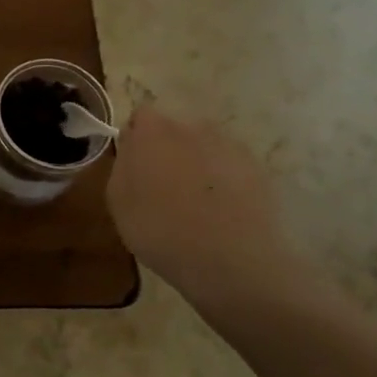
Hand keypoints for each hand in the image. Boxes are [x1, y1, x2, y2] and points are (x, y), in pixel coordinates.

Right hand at [107, 107, 333, 320]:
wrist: (231, 260)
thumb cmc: (160, 229)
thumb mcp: (118, 200)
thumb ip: (123, 163)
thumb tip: (133, 147)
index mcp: (154, 131)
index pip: (141, 116)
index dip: (136, 139)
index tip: (134, 167)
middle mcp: (193, 127)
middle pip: (175, 130)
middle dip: (168, 150)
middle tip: (162, 187)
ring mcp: (230, 146)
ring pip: (205, 147)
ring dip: (198, 164)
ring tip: (196, 203)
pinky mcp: (258, 169)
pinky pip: (231, 167)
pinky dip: (224, 182)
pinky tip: (221, 213)